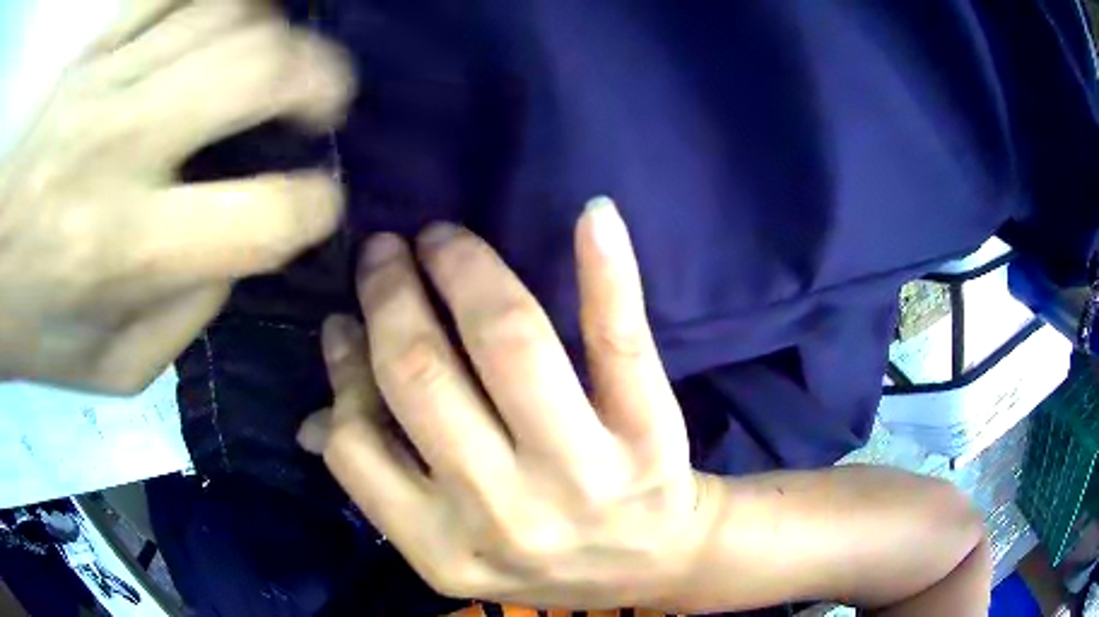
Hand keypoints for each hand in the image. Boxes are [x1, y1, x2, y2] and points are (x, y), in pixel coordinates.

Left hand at [0, 0, 353, 391]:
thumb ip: (184, 317)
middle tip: (325, 101)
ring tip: (273, 58)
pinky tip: (227, 17)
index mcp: (131, 248)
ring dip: (274, 31)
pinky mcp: (94, 46)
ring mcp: (108, 78)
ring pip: (229, 12)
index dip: (318, 204)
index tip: (321, 202)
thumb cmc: (34, 327)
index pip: (270, 210)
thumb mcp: (112, 367)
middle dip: (323, 79)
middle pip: (262, 68)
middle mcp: (125, 144)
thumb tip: (235, 254)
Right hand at [301, 198, 715, 608]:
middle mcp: (505, 513)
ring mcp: (584, 474)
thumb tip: (313, 419)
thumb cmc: (549, 559)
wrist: (656, 564)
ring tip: (441, 238)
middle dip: (390, 295)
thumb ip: (383, 490)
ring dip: (465, 269)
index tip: (344, 321)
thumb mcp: (453, 548)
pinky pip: (620, 341)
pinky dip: (606, 270)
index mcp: (443, 547)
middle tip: (384, 251)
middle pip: (421, 375)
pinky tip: (593, 214)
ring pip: (508, 342)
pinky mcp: (650, 437)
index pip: (356, 444)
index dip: (343, 369)